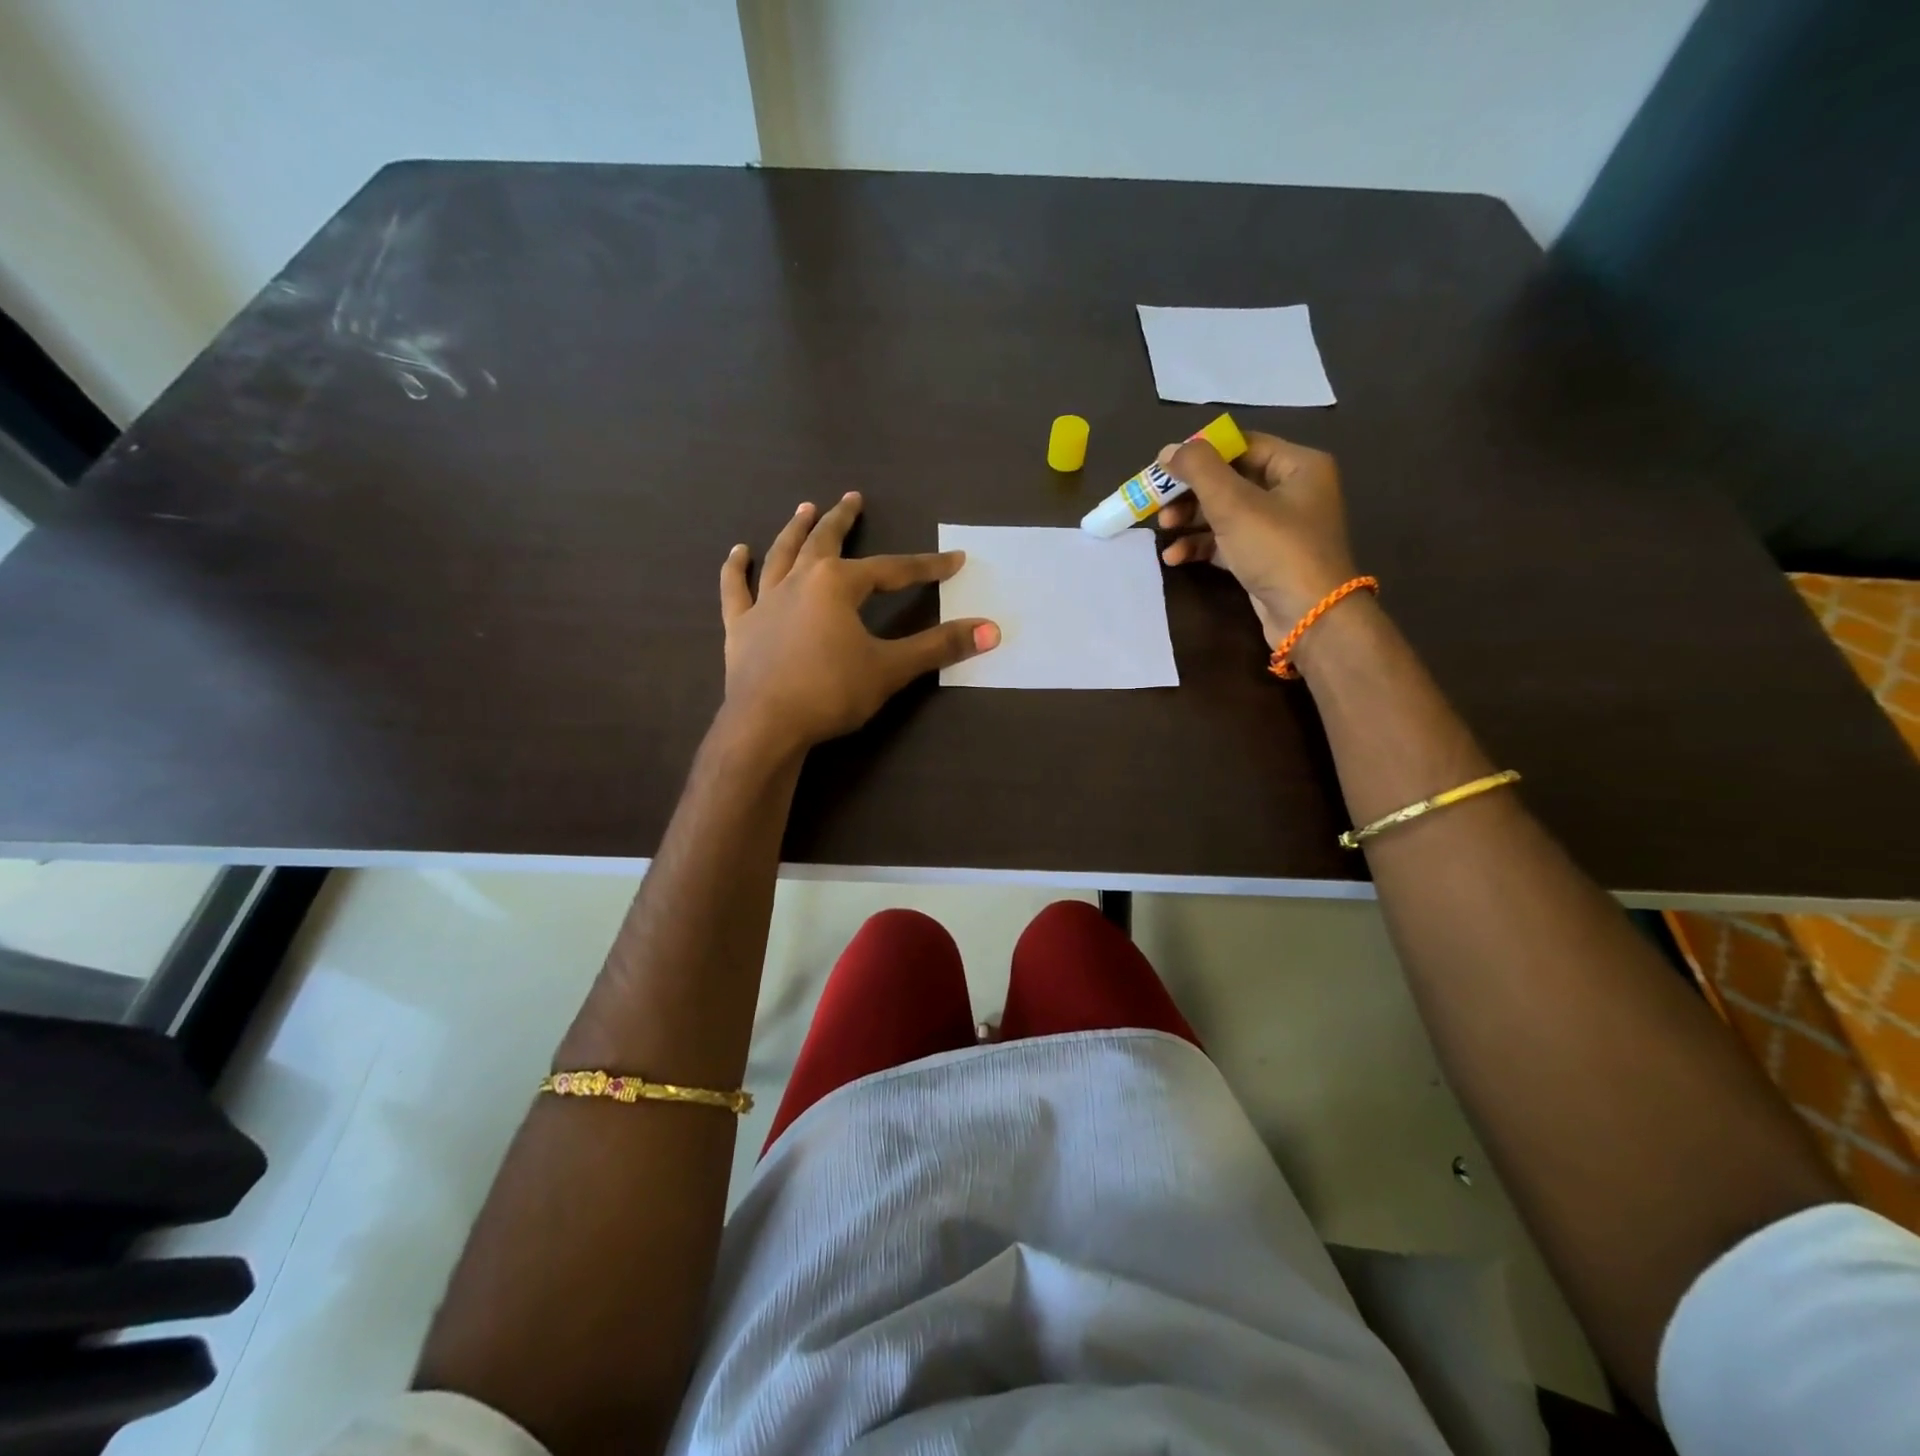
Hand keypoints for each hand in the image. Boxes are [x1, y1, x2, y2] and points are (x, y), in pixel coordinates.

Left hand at [718, 492, 999, 756]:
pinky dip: (737, 570)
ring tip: (804, 508)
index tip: (954, 560)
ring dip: (795, 530)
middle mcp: (800, 581)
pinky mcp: (740, 627)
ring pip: (782, 555)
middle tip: (852, 498)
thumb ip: (939, 646)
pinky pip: (737, 590)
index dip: (926, 566)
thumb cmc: (831, 692)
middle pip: (825, 542)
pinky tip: (738, 552)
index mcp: (838, 585)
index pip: (893, 570)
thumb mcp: (891, 668)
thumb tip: (991, 630)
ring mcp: (765, 602)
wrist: (766, 725)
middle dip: (842, 520)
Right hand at [1155, 432, 1358, 646]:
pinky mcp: (1264, 558)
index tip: (1165, 468)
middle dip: (1191, 493)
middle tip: (1158, 503)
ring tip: (1163, 530)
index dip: (1201, 453)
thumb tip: (1168, 450)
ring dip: (1190, 520)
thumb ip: (1199, 470)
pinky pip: (1227, 542)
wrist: (1309, 617)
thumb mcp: (1234, 504)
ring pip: (1224, 512)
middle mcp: (1292, 491)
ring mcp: (1278, 527)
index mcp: (1298, 465)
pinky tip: (1175, 557)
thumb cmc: (1277, 549)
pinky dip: (1201, 545)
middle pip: (1230, 480)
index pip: (1242, 446)